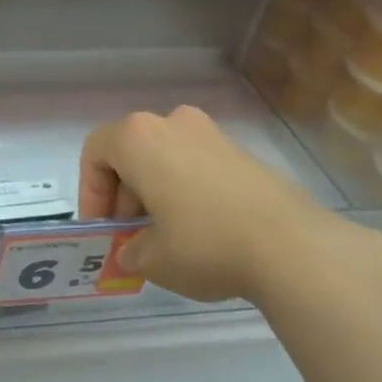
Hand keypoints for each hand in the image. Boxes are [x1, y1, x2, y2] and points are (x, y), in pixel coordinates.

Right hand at [79, 107, 366, 301]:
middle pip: (131, 154)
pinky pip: (198, 166)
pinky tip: (201, 232)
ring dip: (155, 194)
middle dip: (124, 196)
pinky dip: (187, 192)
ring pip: (166, 159)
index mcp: (139, 138)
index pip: (95, 153)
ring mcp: (213, 134)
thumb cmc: (202, 244)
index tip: (104, 229)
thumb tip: (133, 252)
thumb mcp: (150, 259)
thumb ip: (130, 251)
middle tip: (131, 237)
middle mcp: (174, 122)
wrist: (291, 246)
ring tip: (166, 238)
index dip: (90, 193)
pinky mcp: (244, 153)